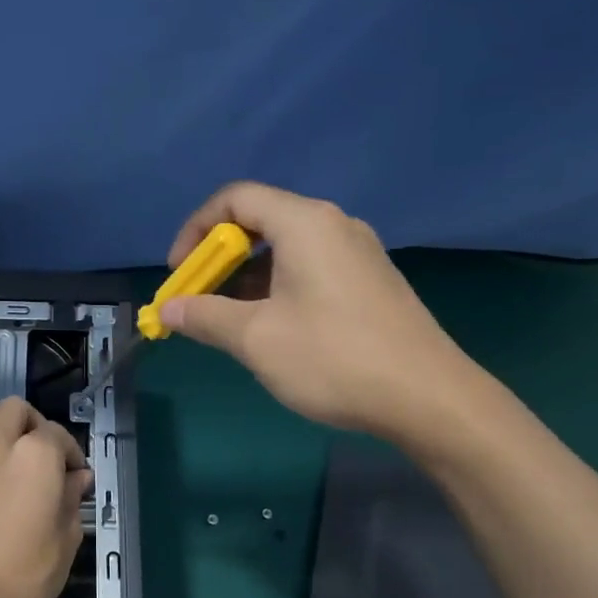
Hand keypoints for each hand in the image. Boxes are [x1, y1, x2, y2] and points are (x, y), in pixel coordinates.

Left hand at [0, 398, 91, 597]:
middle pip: (14, 409)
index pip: (58, 434)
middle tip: (37, 454)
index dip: (70, 453)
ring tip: (1, 454)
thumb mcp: (67, 538)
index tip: (74, 476)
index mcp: (35, 455)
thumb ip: (72, 498)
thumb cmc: (27, 573)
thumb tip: (77, 478)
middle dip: (30, 424)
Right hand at [160, 182, 497, 446]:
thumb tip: (169, 308)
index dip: (195, 230)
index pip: (235, 199)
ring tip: (231, 323)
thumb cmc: (333, 358)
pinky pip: (311, 269)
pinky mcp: (371, 282)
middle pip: (261, 221)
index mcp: (305, 223)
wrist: (429, 398)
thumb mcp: (256, 338)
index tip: (180, 274)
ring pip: (287, 249)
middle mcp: (334, 225)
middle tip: (200, 300)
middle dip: (219, 258)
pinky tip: (274, 330)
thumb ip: (205, 316)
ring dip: (247, 278)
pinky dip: (279, 288)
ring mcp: (359, 253)